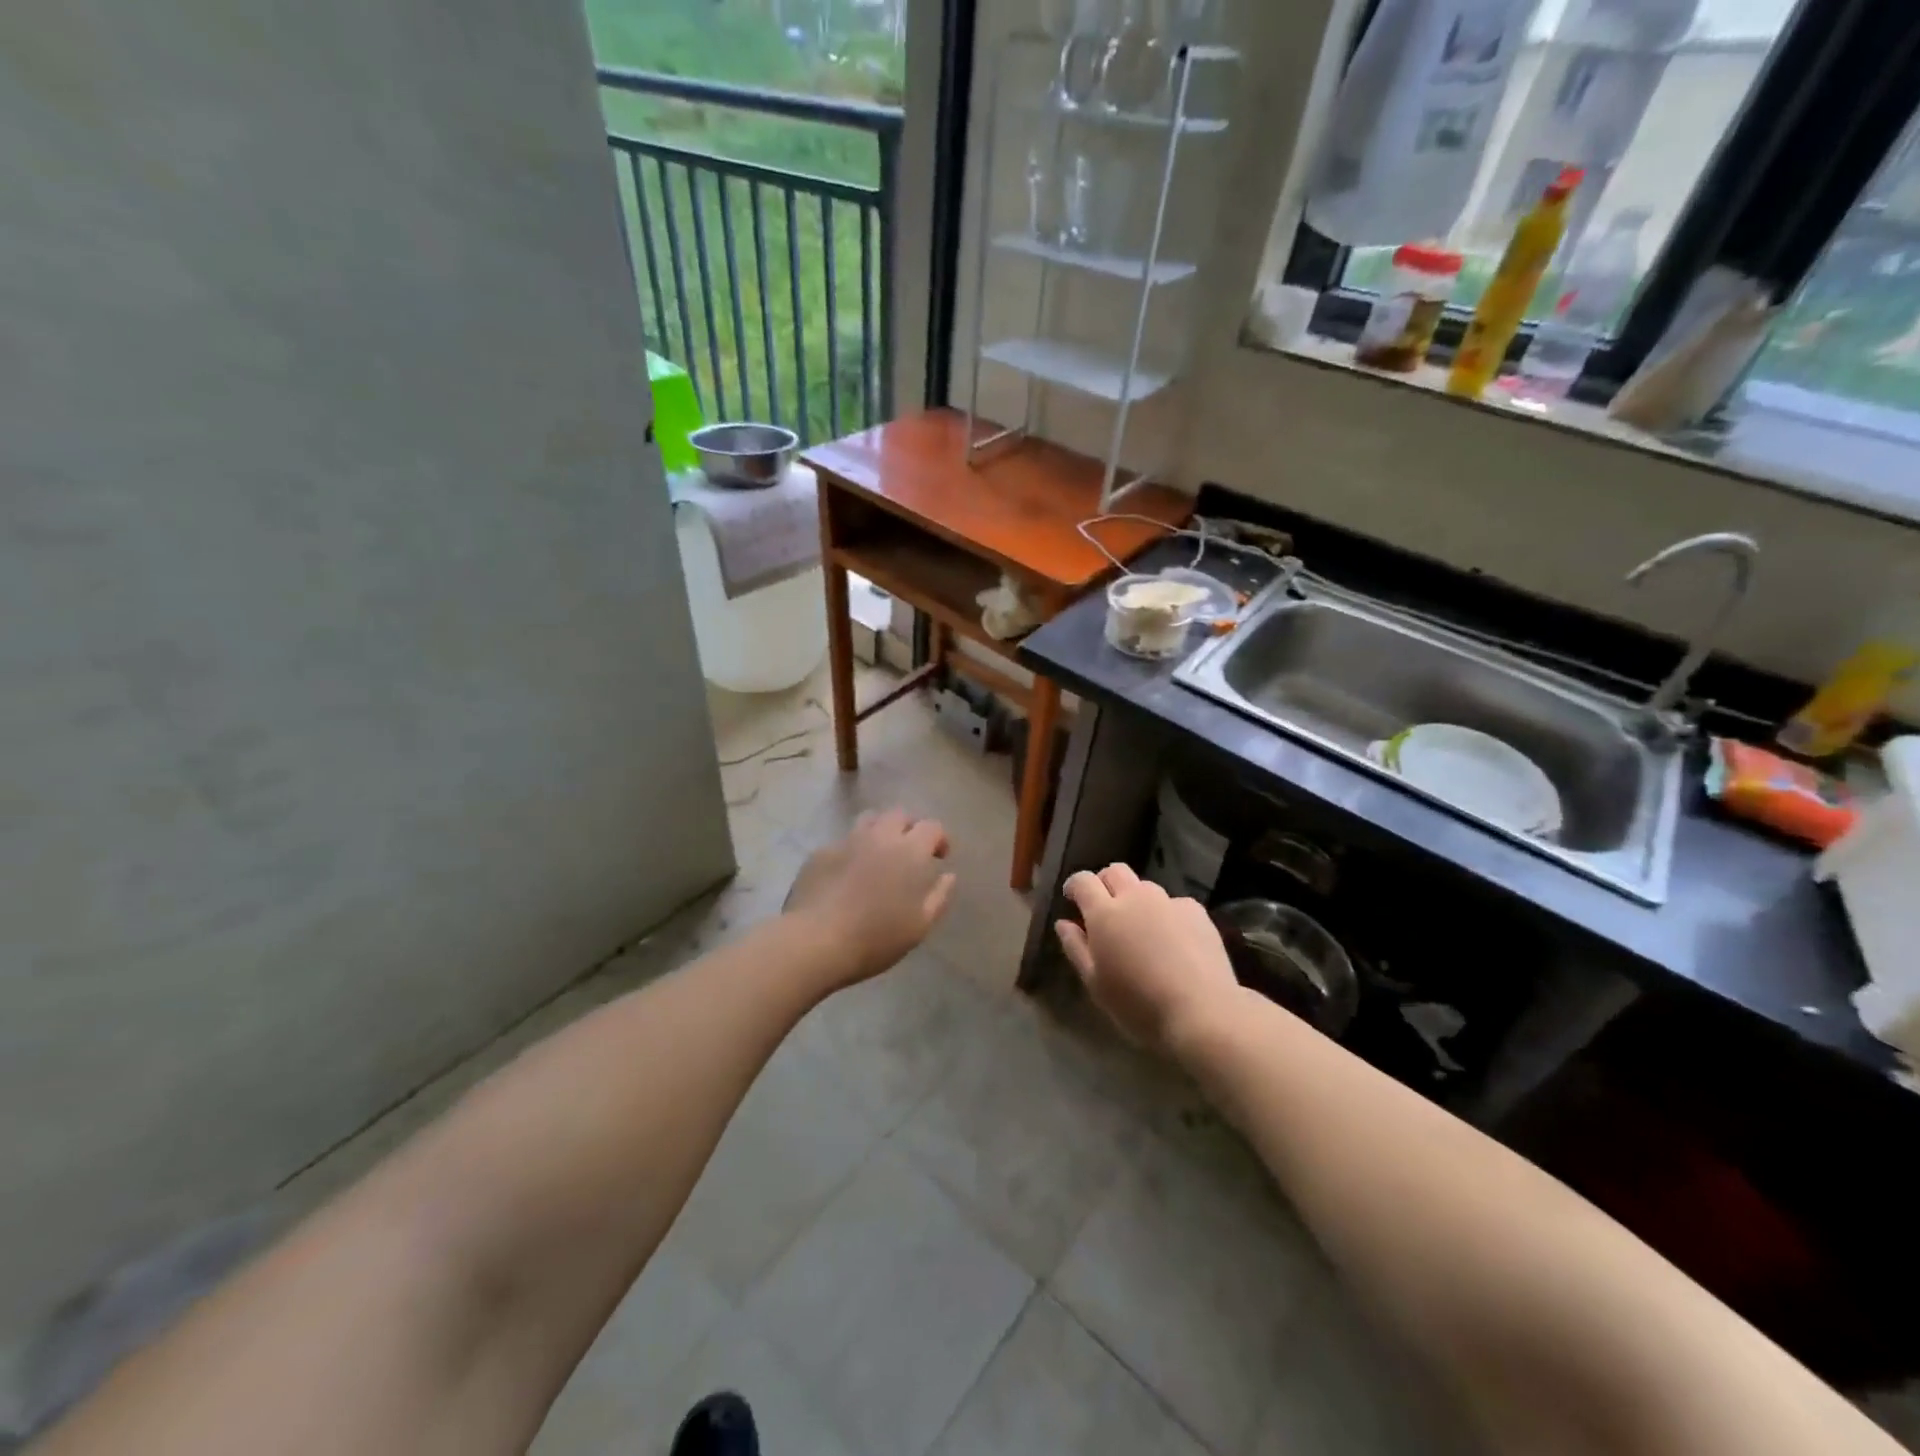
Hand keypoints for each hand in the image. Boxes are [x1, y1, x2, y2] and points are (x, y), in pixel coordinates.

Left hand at [784, 808, 955, 989]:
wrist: (815, 941)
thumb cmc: (876, 937)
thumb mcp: (919, 926)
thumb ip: (939, 896)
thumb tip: (948, 875)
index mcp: (909, 851)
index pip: (932, 826)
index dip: (939, 838)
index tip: (939, 857)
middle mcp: (879, 836)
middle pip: (899, 815)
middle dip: (909, 828)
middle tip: (910, 852)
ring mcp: (846, 841)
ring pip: (868, 820)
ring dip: (880, 831)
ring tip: (879, 855)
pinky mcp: (820, 853)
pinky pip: (843, 842)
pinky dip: (852, 851)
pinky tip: (847, 875)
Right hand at [1055, 863, 1239, 1056]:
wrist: (1201, 1011)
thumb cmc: (1138, 1004)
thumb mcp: (1095, 984)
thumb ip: (1076, 947)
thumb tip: (1063, 923)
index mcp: (1105, 913)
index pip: (1083, 881)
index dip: (1075, 886)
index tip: (1072, 899)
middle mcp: (1135, 897)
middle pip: (1115, 871)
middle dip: (1105, 883)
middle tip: (1105, 909)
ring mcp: (1168, 901)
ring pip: (1145, 887)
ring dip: (1137, 899)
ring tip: (1142, 929)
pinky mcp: (1196, 911)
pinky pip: (1173, 903)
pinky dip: (1166, 915)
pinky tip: (1174, 941)